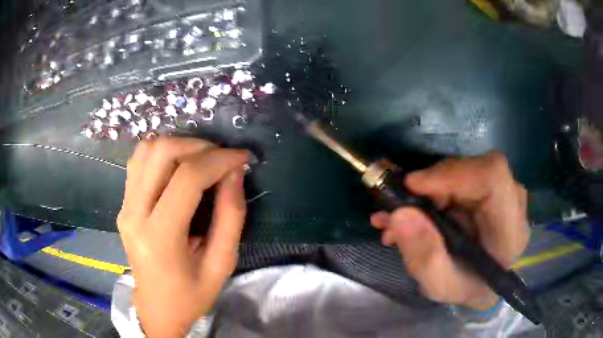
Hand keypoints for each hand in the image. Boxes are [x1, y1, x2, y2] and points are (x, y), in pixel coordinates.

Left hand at [117, 137, 248, 336]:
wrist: (156, 307)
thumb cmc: (190, 295)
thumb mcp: (221, 264)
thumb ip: (231, 217)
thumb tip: (235, 173)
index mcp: (159, 237)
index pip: (187, 179)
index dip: (218, 160)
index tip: (241, 158)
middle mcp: (134, 214)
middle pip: (162, 153)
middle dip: (198, 146)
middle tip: (221, 158)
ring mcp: (124, 206)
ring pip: (147, 150)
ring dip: (179, 145)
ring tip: (201, 159)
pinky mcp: (123, 203)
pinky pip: (138, 161)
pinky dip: (161, 153)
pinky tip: (178, 166)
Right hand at [370, 151, 528, 310]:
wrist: (481, 281)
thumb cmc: (467, 288)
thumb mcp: (440, 286)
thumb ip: (424, 257)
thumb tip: (400, 214)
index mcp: (511, 229)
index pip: (492, 177)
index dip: (453, 173)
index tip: (412, 186)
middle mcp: (512, 201)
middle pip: (473, 170)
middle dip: (432, 186)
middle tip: (400, 211)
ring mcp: (501, 190)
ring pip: (462, 171)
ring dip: (426, 191)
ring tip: (397, 219)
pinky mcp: (486, 187)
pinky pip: (457, 177)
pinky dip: (430, 192)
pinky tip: (410, 214)